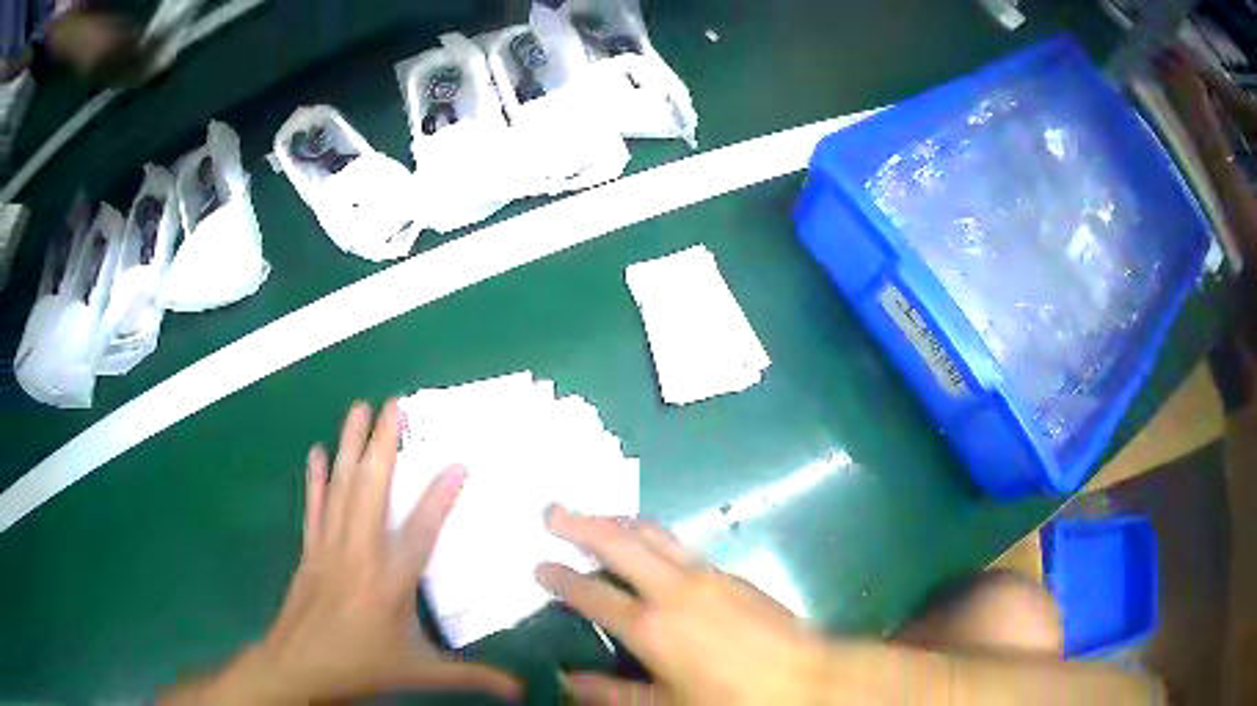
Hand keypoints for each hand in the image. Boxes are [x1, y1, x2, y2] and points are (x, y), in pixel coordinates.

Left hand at [163, 401, 519, 703]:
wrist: (299, 666)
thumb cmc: (361, 665)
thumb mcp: (420, 672)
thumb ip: (473, 677)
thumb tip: (522, 690)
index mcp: (389, 582)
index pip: (420, 531)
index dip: (440, 496)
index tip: (457, 460)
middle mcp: (359, 554)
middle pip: (371, 490)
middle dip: (383, 444)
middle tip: (394, 403)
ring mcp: (329, 547)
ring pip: (341, 487)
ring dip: (349, 446)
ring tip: (358, 408)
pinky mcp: (310, 550)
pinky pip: (314, 507)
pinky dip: (316, 479)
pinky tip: (316, 452)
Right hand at [537, 507, 853, 705]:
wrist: (806, 677)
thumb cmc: (733, 700)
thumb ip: (614, 694)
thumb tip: (569, 681)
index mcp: (651, 626)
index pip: (591, 593)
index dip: (560, 578)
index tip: (538, 566)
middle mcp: (673, 589)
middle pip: (618, 542)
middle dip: (579, 524)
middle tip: (551, 512)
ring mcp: (706, 574)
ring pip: (652, 533)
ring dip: (616, 522)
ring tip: (592, 517)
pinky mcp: (730, 573)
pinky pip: (679, 544)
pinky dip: (650, 536)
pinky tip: (646, 545)